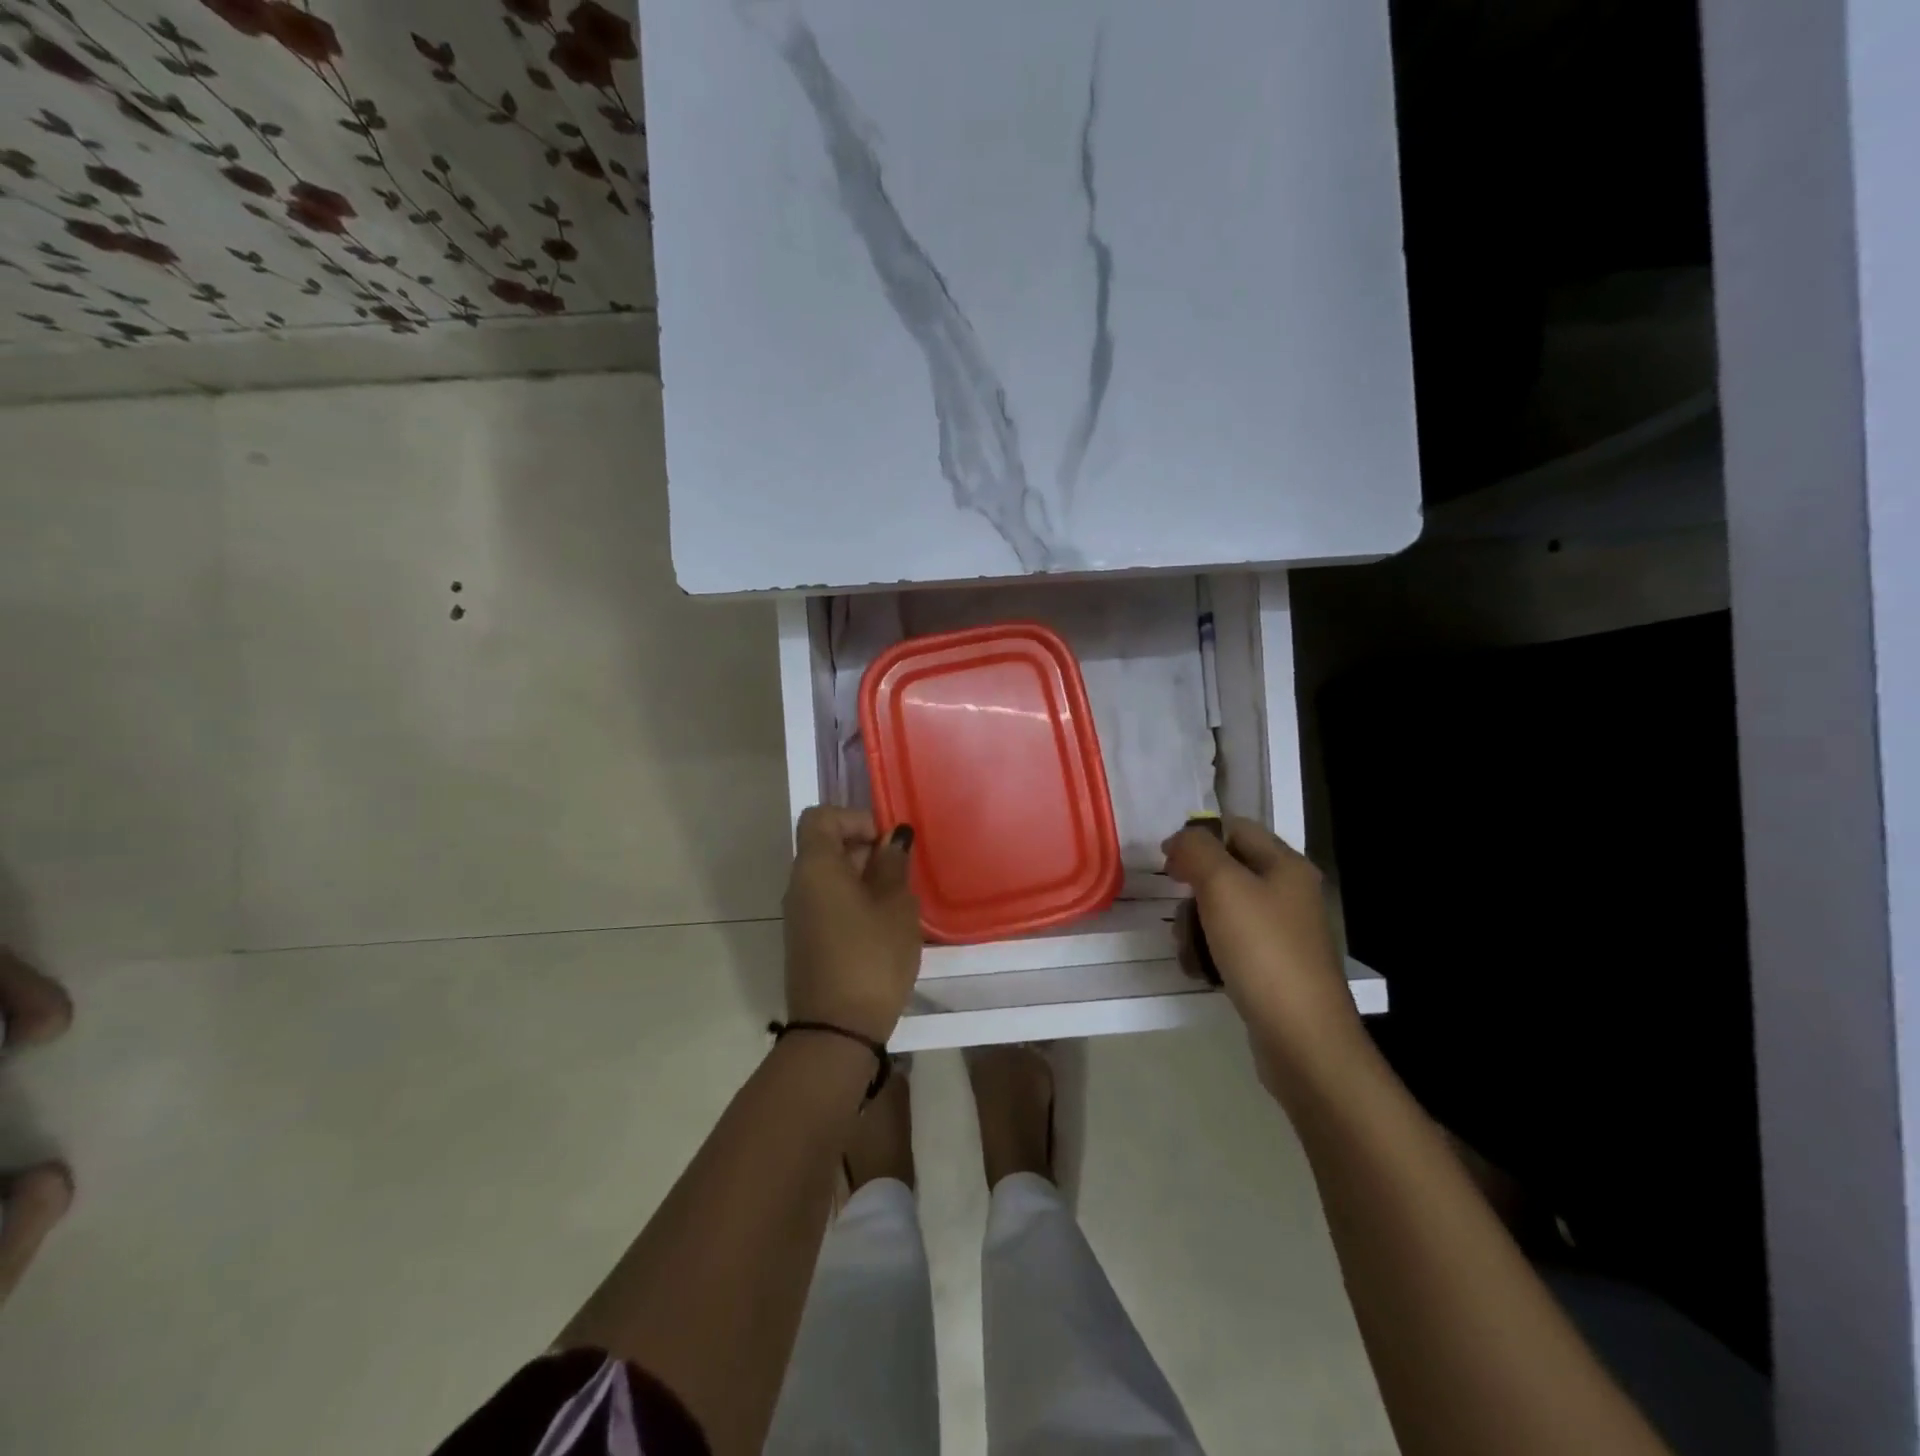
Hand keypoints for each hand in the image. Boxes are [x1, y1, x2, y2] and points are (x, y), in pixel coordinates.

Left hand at [782, 806, 922, 1042]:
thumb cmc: (871, 957)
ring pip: (829, 877)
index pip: (821, 817)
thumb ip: (893, 865)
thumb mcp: (895, 906)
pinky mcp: (806, 940)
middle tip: (901, 873)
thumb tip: (892, 838)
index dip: (854, 819)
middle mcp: (799, 884)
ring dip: (862, 878)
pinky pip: (828, 903)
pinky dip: (853, 901)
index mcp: (815, 866)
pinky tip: (882, 925)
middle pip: (825, 846)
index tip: (885, 842)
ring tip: (898, 901)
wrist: (836, 1030)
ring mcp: (799, 915)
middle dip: (864, 850)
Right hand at [1162, 817, 1365, 1096]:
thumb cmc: (1262, 951)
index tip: (1167, 865)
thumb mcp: (1222, 886)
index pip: (1235, 828)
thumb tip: (1180, 840)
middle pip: (1225, 872)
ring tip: (1190, 952)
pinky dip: (1209, 955)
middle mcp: (1289, 894)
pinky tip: (1202, 973)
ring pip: (1221, 912)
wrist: (1302, 1038)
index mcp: (1286, 865)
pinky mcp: (1273, 968)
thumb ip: (1196, 849)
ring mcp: (1282, 934)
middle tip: (1182, 916)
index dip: (1198, 839)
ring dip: (1194, 927)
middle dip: (1193, 892)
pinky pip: (1229, 946)